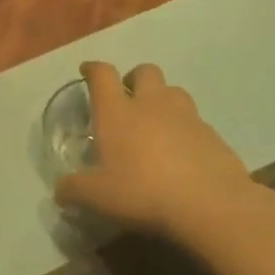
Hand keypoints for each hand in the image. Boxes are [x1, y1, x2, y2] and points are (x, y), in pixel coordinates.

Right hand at [53, 62, 256, 241]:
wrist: (211, 206)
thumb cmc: (143, 192)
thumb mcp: (96, 197)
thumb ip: (73, 189)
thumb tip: (60, 190)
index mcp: (118, 112)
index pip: (102, 75)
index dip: (93, 69)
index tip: (87, 71)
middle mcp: (152, 105)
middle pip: (145, 71)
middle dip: (133, 78)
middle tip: (126, 99)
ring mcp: (188, 117)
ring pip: (174, 91)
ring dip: (162, 99)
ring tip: (155, 123)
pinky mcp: (214, 136)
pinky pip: (196, 122)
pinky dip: (185, 129)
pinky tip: (181, 154)